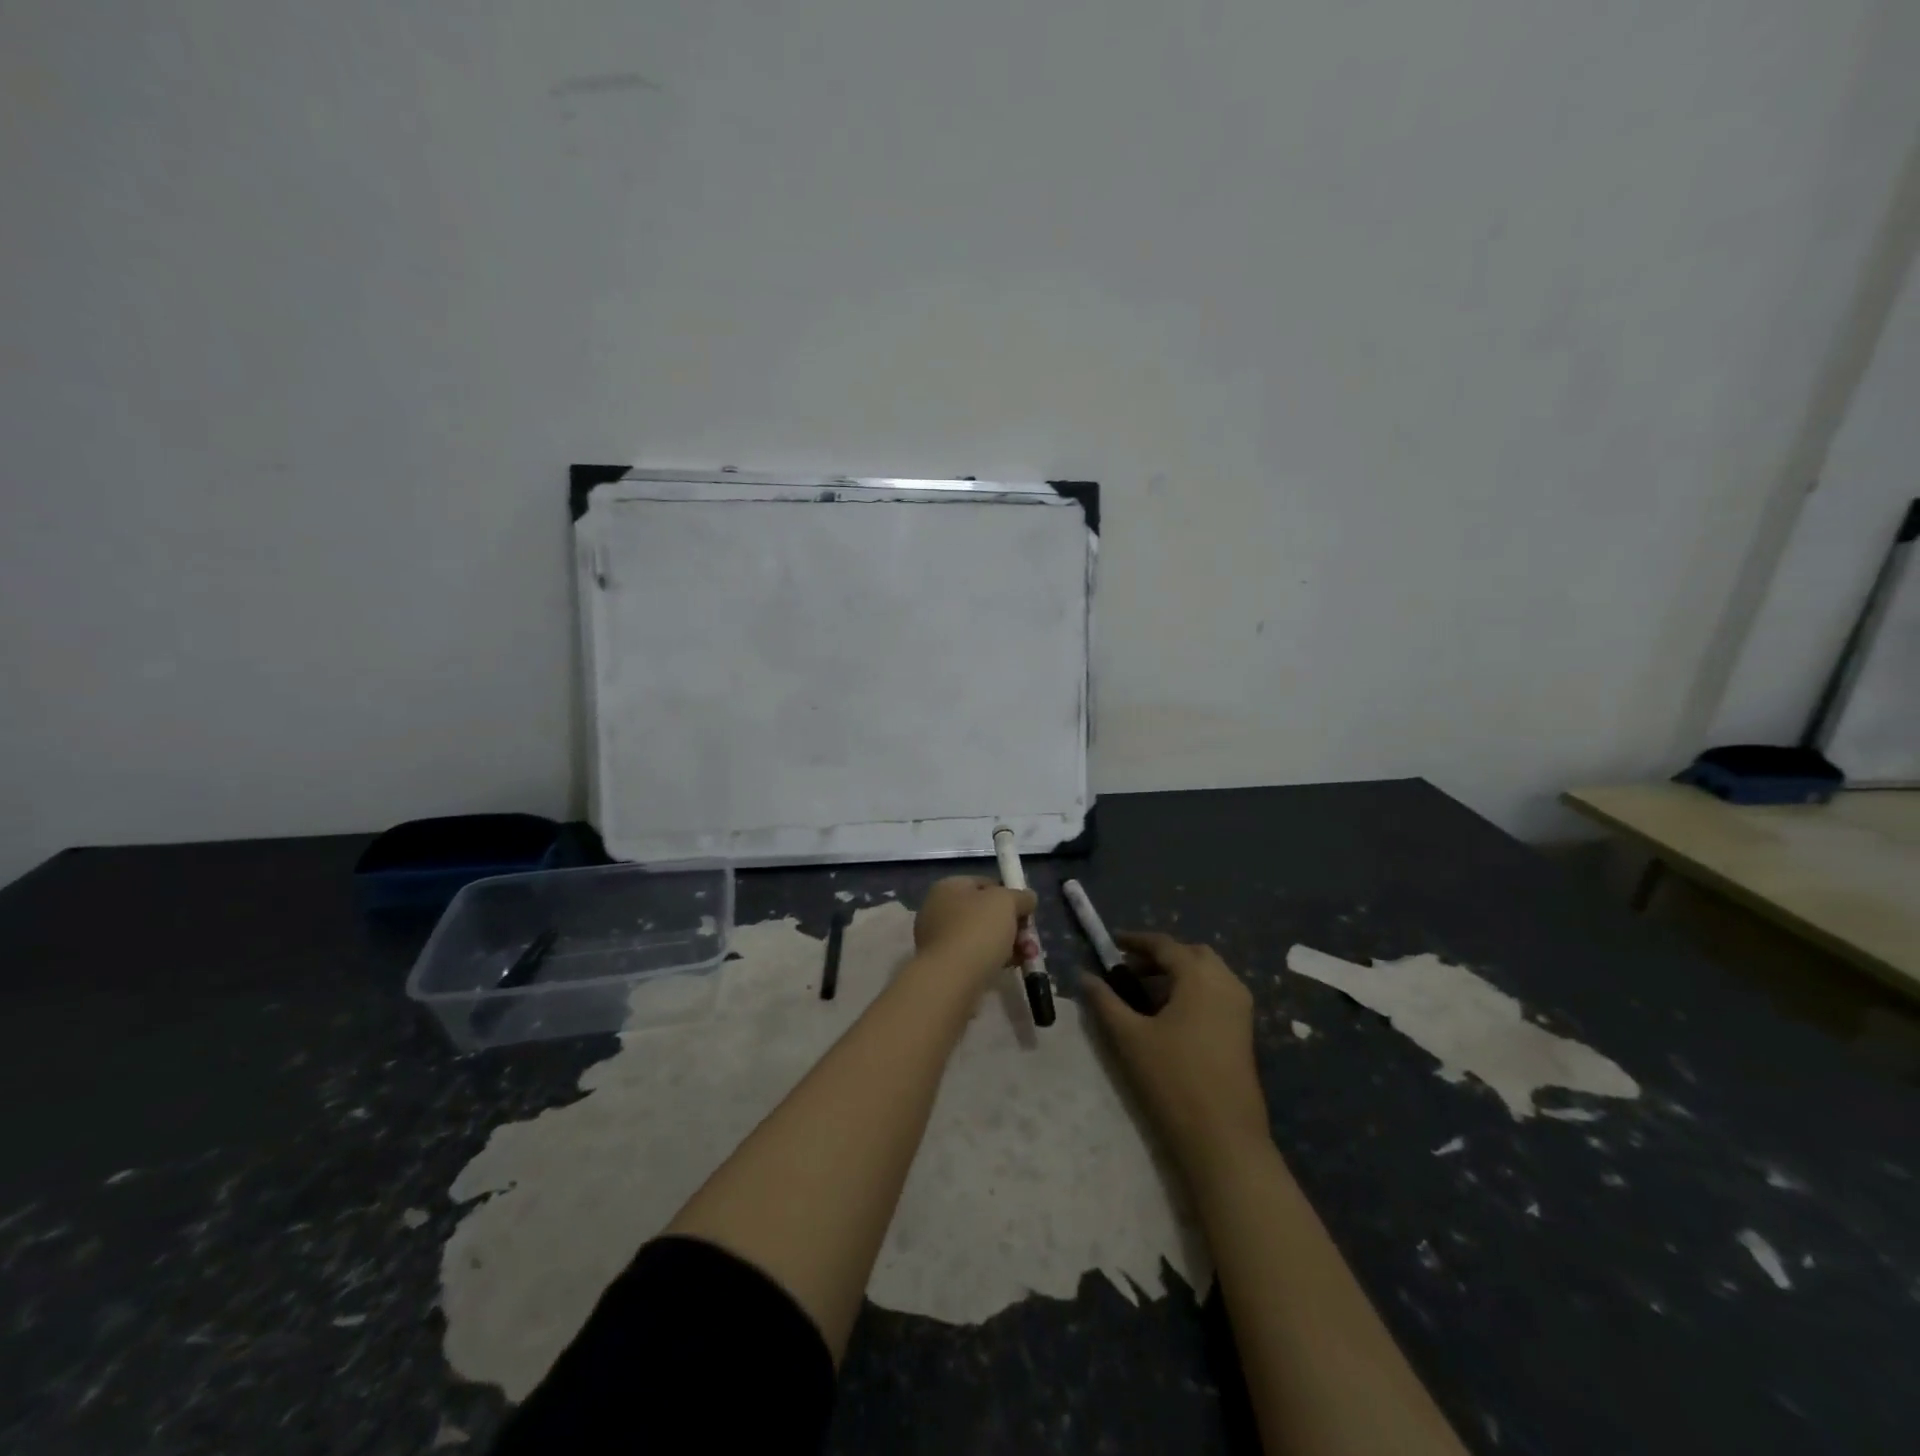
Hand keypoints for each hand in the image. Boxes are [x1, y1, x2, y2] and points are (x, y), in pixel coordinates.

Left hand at [912, 876, 1037, 988]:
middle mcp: (938, 910)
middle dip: (1012, 925)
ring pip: (982, 937)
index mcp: (948, 887)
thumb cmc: (977, 930)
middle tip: (1030, 939)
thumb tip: (1028, 898)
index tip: (1027, 911)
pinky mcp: (943, 966)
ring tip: (1027, 957)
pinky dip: (993, 960)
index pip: (984, 883)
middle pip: (985, 912)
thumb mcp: (1006, 902)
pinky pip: (974, 957)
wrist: (951, 979)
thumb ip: (1020, 897)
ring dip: (1008, 944)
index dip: (1009, 894)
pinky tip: (1010, 968)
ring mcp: (939, 939)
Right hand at [1084, 931, 1270, 1172]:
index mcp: (1199, 976)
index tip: (1112, 943)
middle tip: (1129, 969)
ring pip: (1207, 973)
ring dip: (1177, 973)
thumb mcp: (1129, 1037)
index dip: (1136, 941)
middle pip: (1190, 953)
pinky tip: (1170, 1014)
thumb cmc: (1173, 1079)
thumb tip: (1084, 976)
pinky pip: (1217, 992)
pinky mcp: (1244, 1030)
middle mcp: (1226, 983)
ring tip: (1145, 992)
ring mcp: (1240, 1008)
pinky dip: (1193, 990)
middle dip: (1159, 955)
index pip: (1164, 945)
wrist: (1224, 1138)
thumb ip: (1104, 1001)